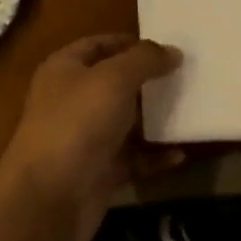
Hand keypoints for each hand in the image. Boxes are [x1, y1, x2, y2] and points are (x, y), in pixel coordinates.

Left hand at [0, 34, 185, 240]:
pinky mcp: (98, 171)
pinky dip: (154, 157)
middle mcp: (71, 100)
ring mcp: (84, 138)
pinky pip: (132, 159)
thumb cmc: (78, 123)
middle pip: (114, 83)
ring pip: (125, 122)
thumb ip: (145, 60)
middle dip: (147, 80)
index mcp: (65, 69)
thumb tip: (172, 51)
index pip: (98, 45)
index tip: (167, 47)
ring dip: (154, 118)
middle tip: (186, 77)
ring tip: (190, 110)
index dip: (130, 42)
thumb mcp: (114, 79)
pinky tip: (180, 154)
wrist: (50, 197)